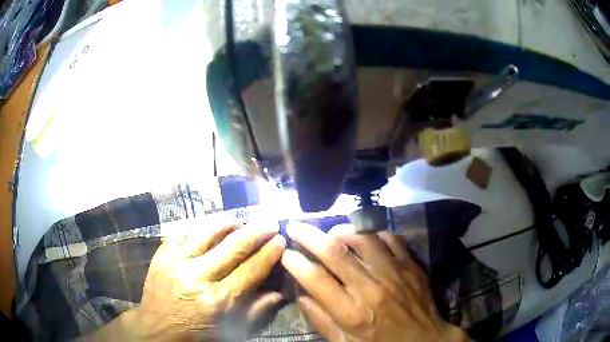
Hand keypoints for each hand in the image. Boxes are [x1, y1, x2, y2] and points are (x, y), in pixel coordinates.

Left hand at [132, 215, 285, 340]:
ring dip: (227, 222)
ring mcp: (176, 262)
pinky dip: (198, 223)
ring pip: (206, 231)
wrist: (157, 329)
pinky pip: (181, 229)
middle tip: (269, 223)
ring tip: (239, 221)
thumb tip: (279, 293)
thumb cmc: (197, 334)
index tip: (281, 240)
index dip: (269, 253)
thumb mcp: (231, 331)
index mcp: (218, 300)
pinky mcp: (161, 255)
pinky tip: (209, 223)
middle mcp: (197, 277)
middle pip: (232, 247)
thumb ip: (256, 312)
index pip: (251, 270)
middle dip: (256, 232)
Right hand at [281, 222, 470, 341]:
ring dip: (341, 230)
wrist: (424, 340)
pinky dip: (373, 233)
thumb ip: (322, 321)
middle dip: (308, 235)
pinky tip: (365, 238)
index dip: (295, 262)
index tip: (286, 254)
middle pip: (334, 252)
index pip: (315, 279)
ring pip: (363, 237)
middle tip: (295, 226)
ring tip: (331, 233)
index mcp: (352, 312)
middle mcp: (371, 287)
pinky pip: (389, 238)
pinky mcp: (410, 264)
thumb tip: (303, 296)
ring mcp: (394, 271)